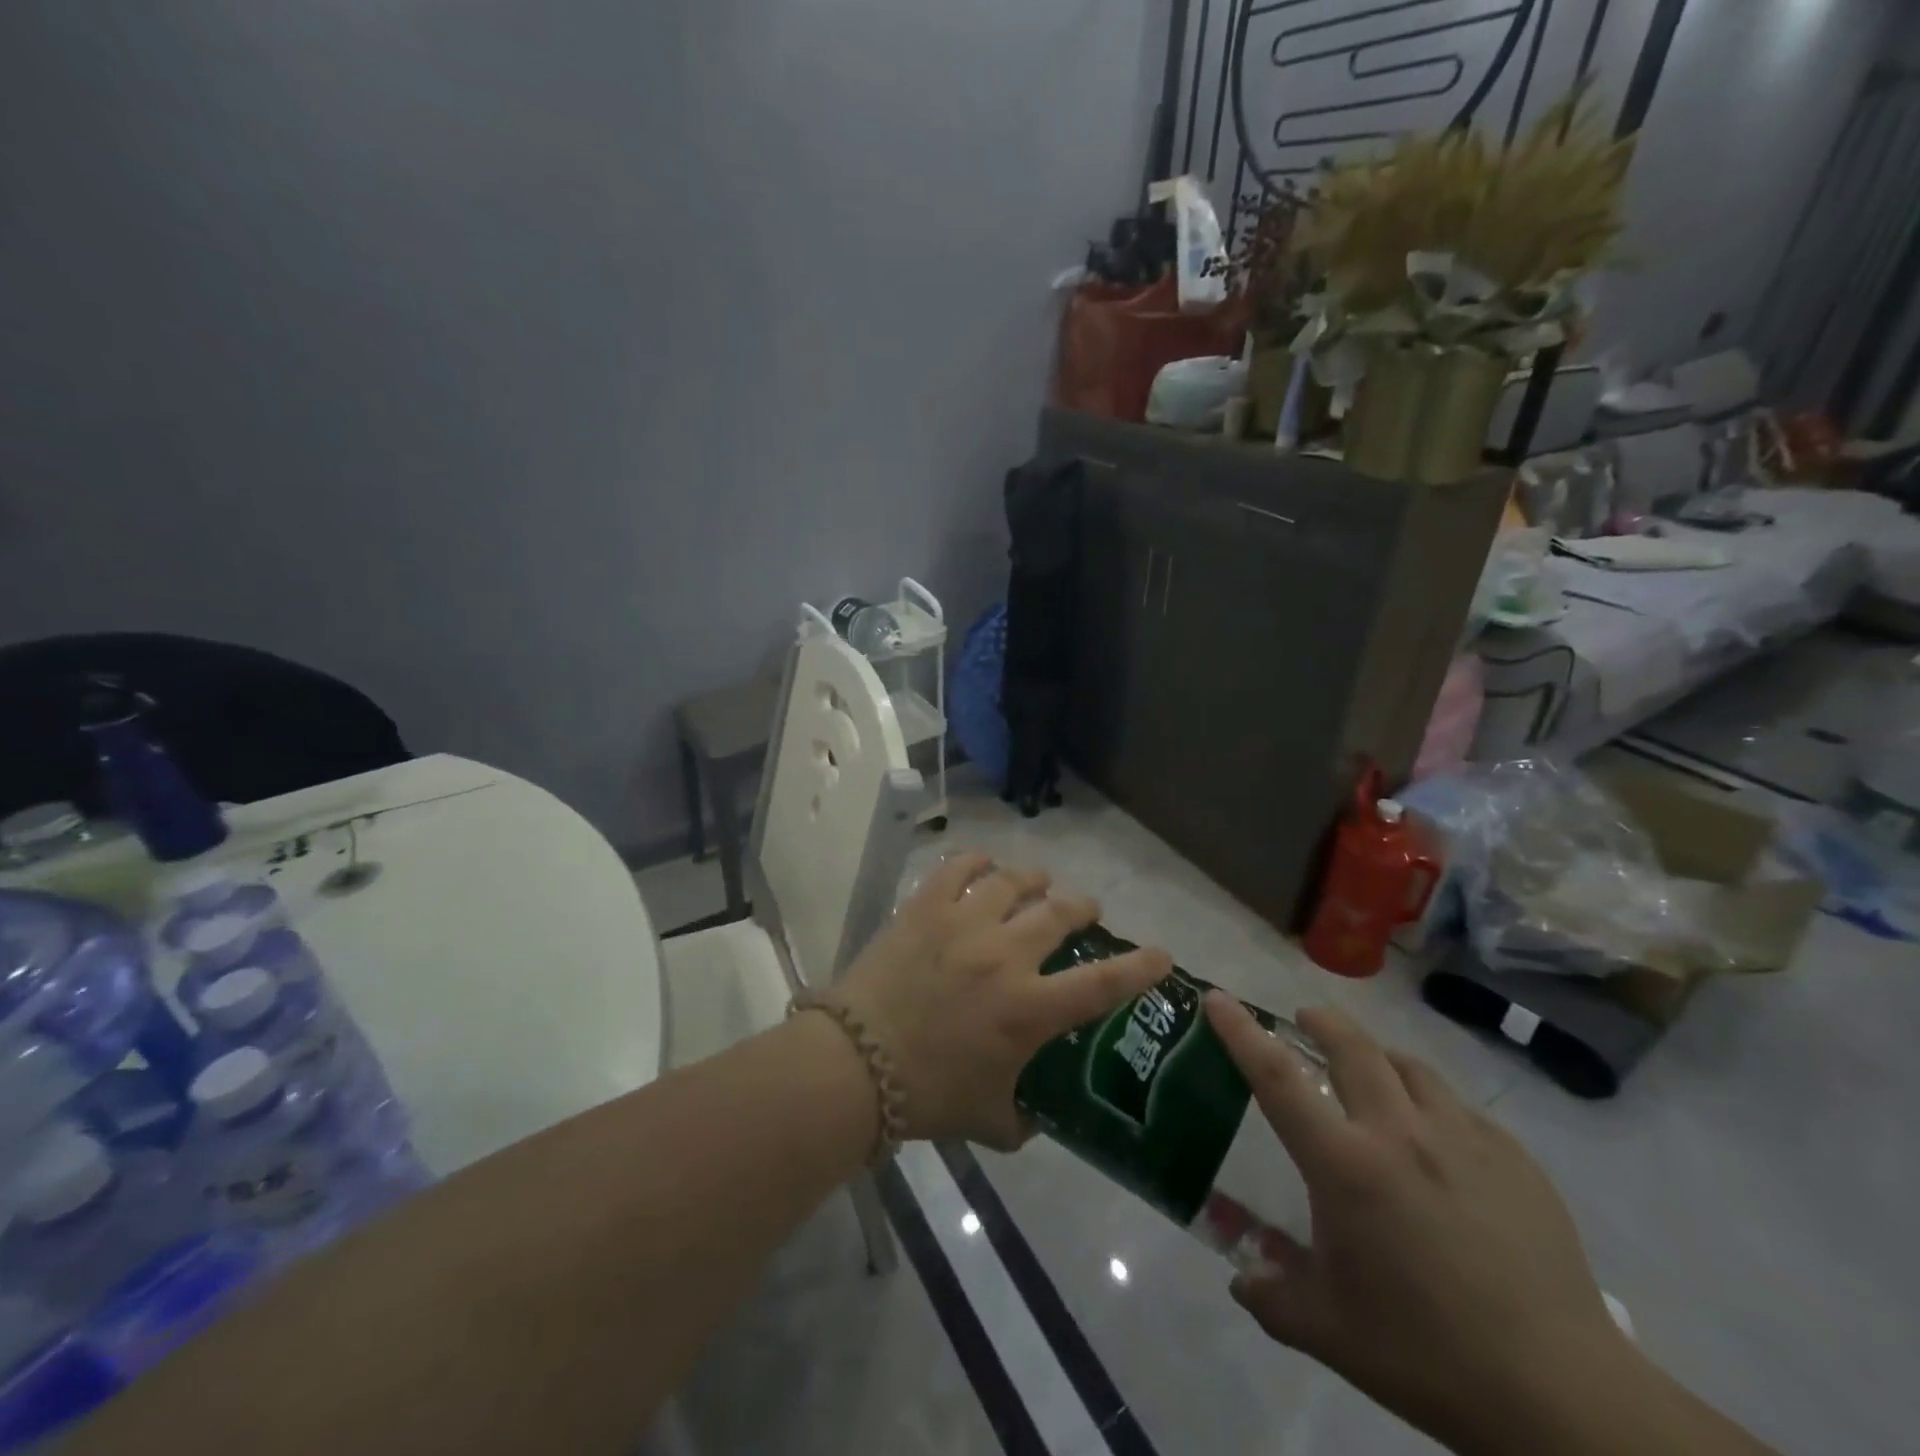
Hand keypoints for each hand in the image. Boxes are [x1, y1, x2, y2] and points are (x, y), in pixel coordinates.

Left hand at [834, 854, 1170, 1149]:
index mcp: (1029, 1010)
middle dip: (1081, 907)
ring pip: (1012, 881)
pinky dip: (976, 861)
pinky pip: (957, 868)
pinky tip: (983, 863)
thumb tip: (1035, 1117)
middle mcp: (1006, 956)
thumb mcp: (988, 1121)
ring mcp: (964, 924)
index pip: (1103, 983)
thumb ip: (1023, 1120)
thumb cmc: (926, 1095)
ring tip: (1038, 880)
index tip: (1161, 954)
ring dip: (1034, 879)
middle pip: (1059, 913)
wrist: (854, 1065)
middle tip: (1085, 908)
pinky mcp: (925, 907)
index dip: (1140, 967)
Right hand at [1206, 996, 1633, 1448]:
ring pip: (1409, 1066)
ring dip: (1380, 1059)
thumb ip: (1271, 1297)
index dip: (1241, 1031)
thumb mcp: (1329, 1332)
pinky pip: (1460, 1109)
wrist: (1564, 1398)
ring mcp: (1463, 1139)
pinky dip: (1434, 1106)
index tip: (1219, 998)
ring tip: (1374, 1078)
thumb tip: (1241, 1279)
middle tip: (1304, 1021)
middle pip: (1352, 1046)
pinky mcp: (1514, 1158)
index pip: (1276, 1077)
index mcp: (1345, 1165)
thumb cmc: (1427, 1354)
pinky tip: (1441, 1144)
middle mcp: (1399, 1133)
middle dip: (1320, 1021)